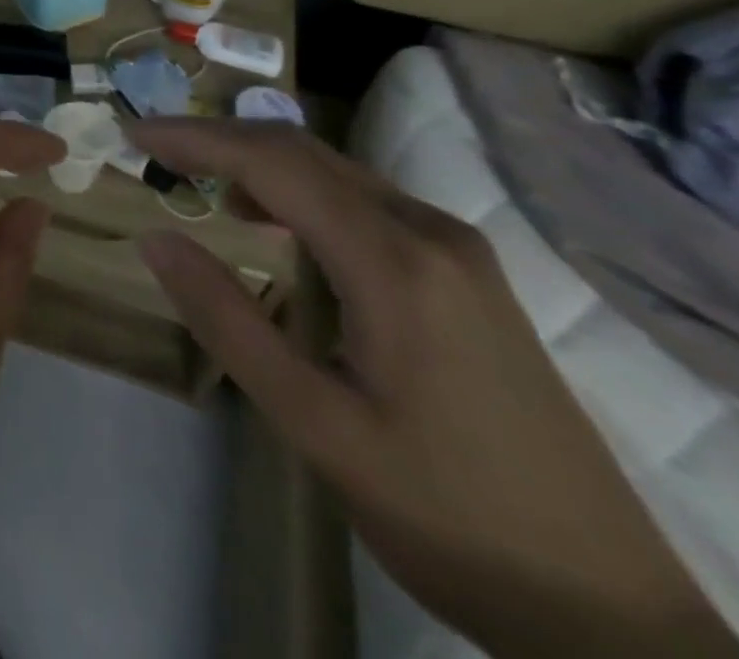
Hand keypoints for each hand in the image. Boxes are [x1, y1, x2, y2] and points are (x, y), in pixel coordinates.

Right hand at [132, 118, 738, 658]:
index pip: (272, 164)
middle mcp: (430, 233)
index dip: (194, 138)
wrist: (605, 607)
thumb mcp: (315, 423)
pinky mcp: (466, 274)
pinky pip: (363, 200)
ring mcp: (457, 250)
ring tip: (194, 174)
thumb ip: (228, 321)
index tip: (133, 131)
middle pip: (304, 152)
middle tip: (153, 145)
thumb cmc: (445, 513)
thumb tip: (156, 238)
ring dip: (256, 162)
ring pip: (335, 171)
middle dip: (219, 138)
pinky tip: (270, 220)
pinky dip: (297, 190)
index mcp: (394, 263)